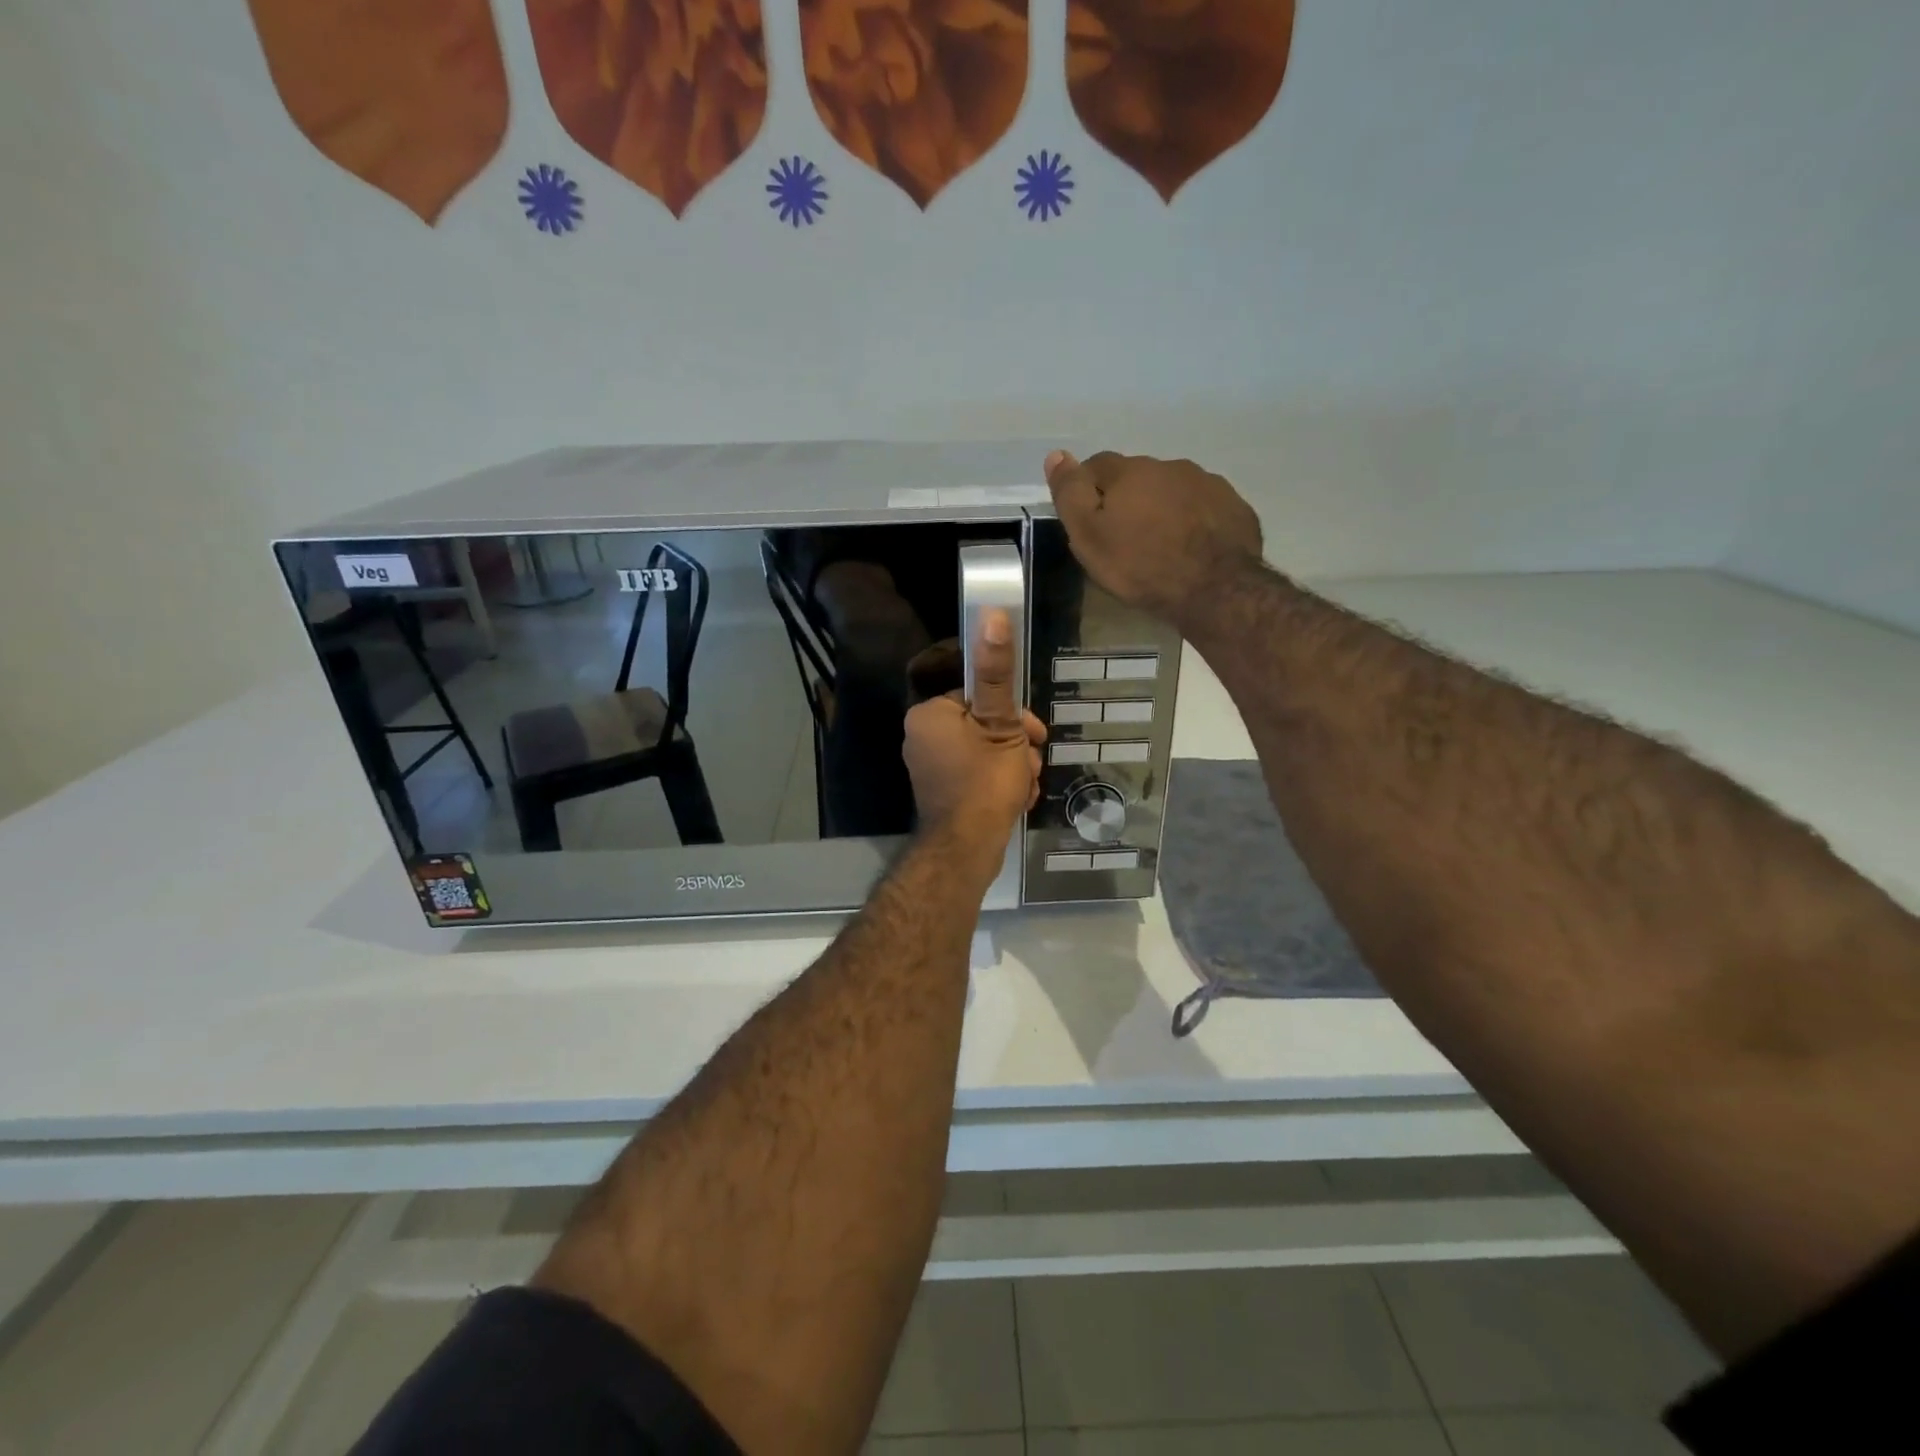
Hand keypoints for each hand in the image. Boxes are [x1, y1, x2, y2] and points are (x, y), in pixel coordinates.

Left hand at [903, 609, 1044, 848]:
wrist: (966, 851)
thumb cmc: (984, 782)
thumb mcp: (1001, 725)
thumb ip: (997, 673)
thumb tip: (991, 614)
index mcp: (930, 714)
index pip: (979, 696)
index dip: (1013, 714)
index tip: (1035, 735)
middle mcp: (921, 736)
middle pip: (984, 724)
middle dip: (1015, 744)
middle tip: (1030, 765)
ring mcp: (929, 766)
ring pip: (984, 751)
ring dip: (1012, 765)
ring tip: (1023, 786)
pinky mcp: (940, 791)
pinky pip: (975, 774)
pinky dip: (997, 782)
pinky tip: (1016, 799)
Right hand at [1043, 450, 1264, 629]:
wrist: (1216, 589)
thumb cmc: (1141, 566)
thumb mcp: (1089, 536)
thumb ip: (1070, 494)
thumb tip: (1055, 455)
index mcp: (1130, 472)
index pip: (1096, 465)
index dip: (1087, 490)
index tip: (1088, 521)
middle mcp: (1170, 466)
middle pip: (1137, 476)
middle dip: (1127, 498)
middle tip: (1124, 538)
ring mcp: (1207, 483)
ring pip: (1173, 489)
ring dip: (1162, 507)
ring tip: (1160, 543)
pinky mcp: (1234, 506)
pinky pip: (1204, 507)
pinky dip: (1193, 520)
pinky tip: (1192, 547)